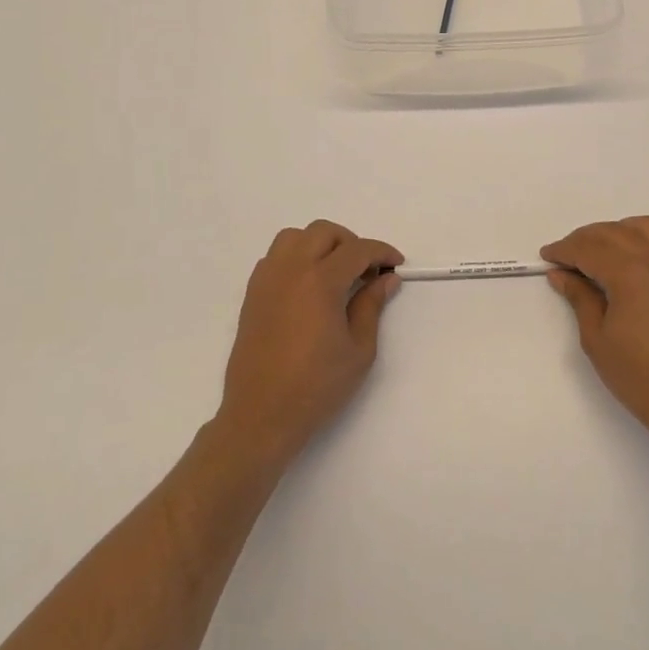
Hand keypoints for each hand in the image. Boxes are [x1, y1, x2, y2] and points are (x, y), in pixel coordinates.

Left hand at [216, 220, 403, 464]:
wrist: (261, 417)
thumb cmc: (316, 387)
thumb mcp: (358, 350)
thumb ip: (371, 306)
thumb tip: (386, 280)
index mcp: (320, 281)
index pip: (357, 250)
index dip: (381, 253)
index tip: (395, 266)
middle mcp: (291, 270)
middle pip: (324, 232)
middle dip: (351, 243)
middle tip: (367, 270)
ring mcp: (267, 280)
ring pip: (294, 237)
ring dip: (319, 245)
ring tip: (335, 272)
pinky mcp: (252, 295)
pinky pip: (275, 257)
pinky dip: (295, 258)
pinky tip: (308, 285)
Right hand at [542, 216, 648, 448]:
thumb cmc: (637, 374)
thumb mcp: (596, 337)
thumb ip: (579, 297)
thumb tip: (561, 274)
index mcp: (629, 272)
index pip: (588, 248)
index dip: (564, 250)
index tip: (547, 257)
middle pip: (612, 232)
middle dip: (584, 239)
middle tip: (565, 257)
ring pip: (643, 226)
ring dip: (616, 231)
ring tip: (599, 251)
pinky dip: (645, 238)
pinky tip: (632, 258)